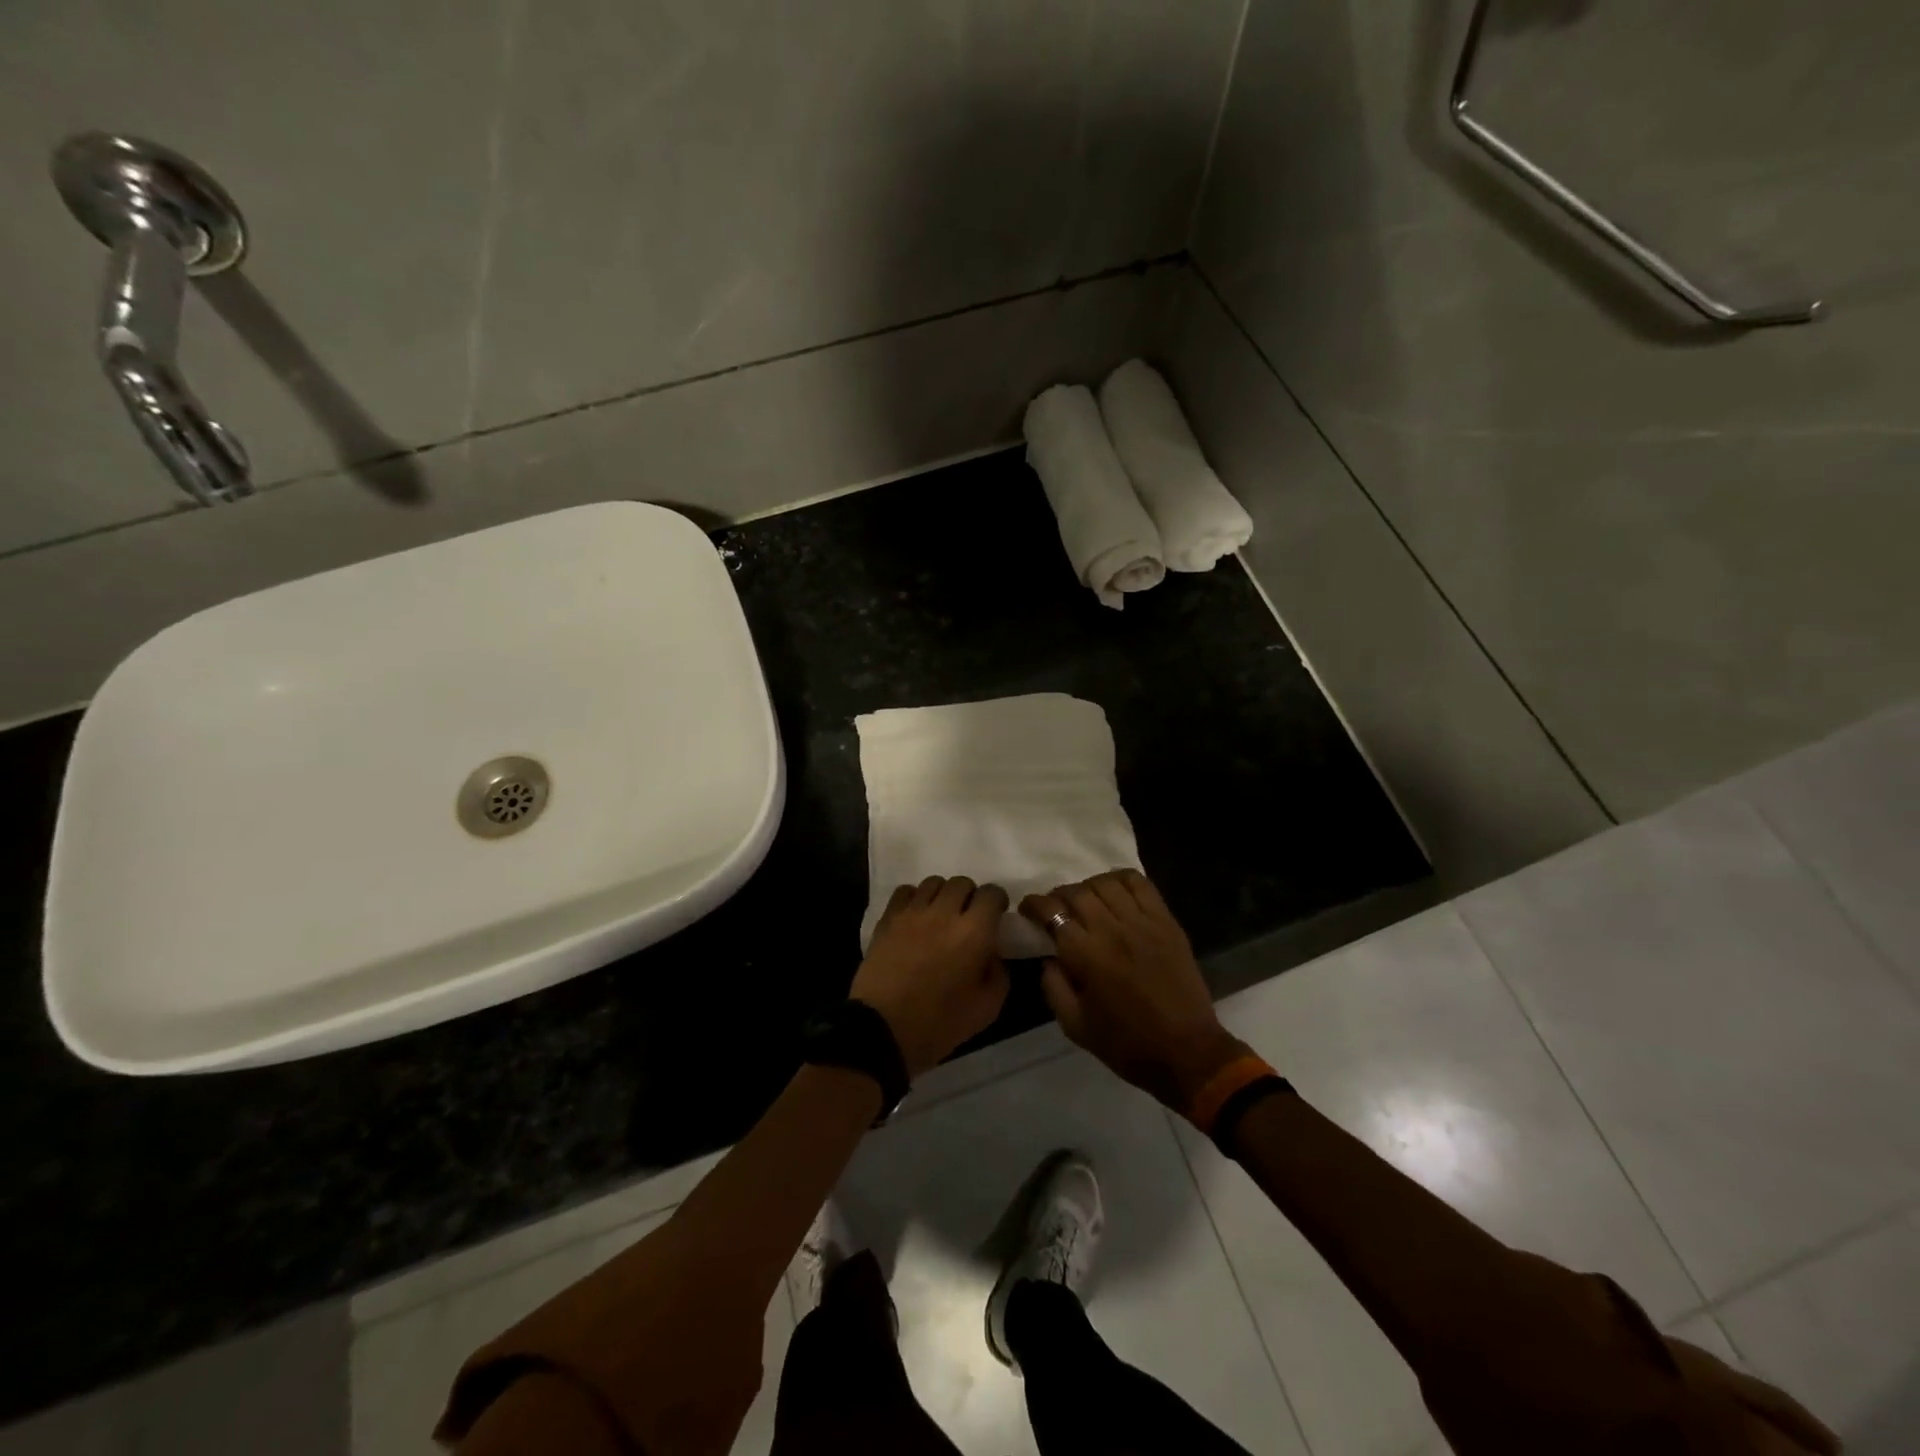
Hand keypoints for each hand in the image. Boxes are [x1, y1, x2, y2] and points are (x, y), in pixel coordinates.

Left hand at [850, 877, 1010, 1079]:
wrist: (883, 1031)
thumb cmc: (939, 1023)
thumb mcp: (987, 1008)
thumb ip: (999, 973)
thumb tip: (993, 953)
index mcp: (974, 932)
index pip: (991, 894)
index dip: (997, 902)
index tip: (995, 917)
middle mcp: (944, 912)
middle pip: (962, 882)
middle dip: (970, 896)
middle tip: (968, 918)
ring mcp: (912, 913)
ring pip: (933, 882)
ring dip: (943, 895)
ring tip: (940, 916)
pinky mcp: (888, 919)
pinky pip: (905, 891)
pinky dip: (914, 898)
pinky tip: (915, 917)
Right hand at [1021, 870, 1244, 1111]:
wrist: (1186, 1052)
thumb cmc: (1126, 1045)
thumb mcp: (1074, 1026)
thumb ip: (1052, 986)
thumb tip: (1047, 957)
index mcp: (1086, 956)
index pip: (1052, 912)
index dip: (1034, 904)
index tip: (1028, 909)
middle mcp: (1112, 930)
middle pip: (1077, 892)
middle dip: (1058, 895)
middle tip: (1055, 908)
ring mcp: (1143, 922)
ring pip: (1107, 883)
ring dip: (1088, 886)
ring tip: (1085, 900)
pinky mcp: (1166, 921)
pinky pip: (1140, 884)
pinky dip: (1121, 879)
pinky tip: (1114, 891)